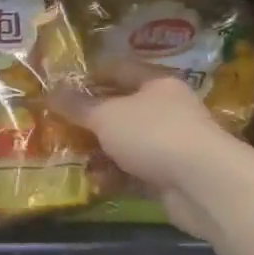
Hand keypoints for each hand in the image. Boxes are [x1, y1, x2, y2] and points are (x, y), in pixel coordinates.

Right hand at [49, 59, 241, 239]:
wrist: (203, 184)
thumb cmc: (153, 134)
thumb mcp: (107, 116)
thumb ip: (78, 106)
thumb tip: (50, 92)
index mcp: (156, 84)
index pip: (120, 70)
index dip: (91, 75)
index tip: (62, 86)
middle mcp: (166, 111)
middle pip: (122, 110)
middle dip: (91, 120)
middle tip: (59, 126)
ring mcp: (170, 145)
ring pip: (126, 144)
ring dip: (100, 151)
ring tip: (70, 157)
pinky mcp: (169, 177)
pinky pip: (134, 173)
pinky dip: (115, 176)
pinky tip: (93, 182)